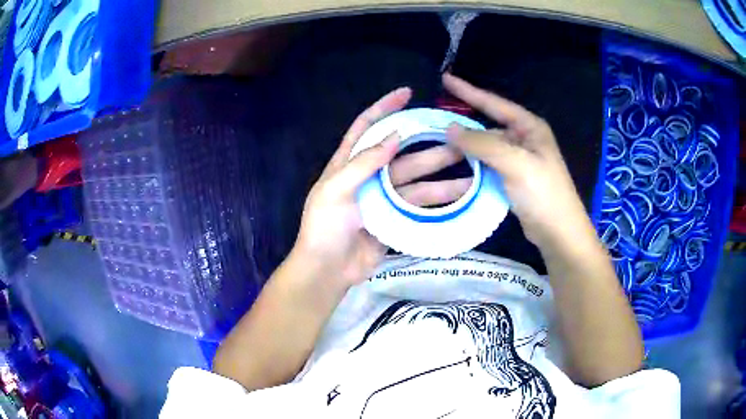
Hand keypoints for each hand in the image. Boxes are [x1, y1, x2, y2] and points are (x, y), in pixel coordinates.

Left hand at [293, 87, 471, 287]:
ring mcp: (384, 200)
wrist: (328, 270)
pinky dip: (438, 203)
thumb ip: (362, 163)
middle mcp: (369, 177)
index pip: (368, 127)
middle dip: (430, 146)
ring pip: (418, 183)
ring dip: (443, 179)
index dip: (385, 108)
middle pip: (403, 155)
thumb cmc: (325, 228)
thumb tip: (394, 137)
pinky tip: (458, 199)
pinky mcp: (395, 221)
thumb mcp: (335, 191)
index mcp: (349, 164)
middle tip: (459, 141)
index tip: (407, 94)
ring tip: (471, 172)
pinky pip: (420, 207)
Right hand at [443, 73, 592, 246]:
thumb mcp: (515, 163)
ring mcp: (519, 159)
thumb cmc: (543, 193)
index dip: (469, 91)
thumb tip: (450, 128)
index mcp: (529, 127)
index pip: (494, 103)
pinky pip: (488, 164)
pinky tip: (456, 164)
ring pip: (486, 146)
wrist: (558, 232)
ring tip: (439, 142)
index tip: (445, 79)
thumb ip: (483, 144)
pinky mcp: (513, 178)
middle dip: (464, 122)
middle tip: (435, 118)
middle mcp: (524, 138)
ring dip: (466, 145)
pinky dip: (473, 163)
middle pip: (488, 125)